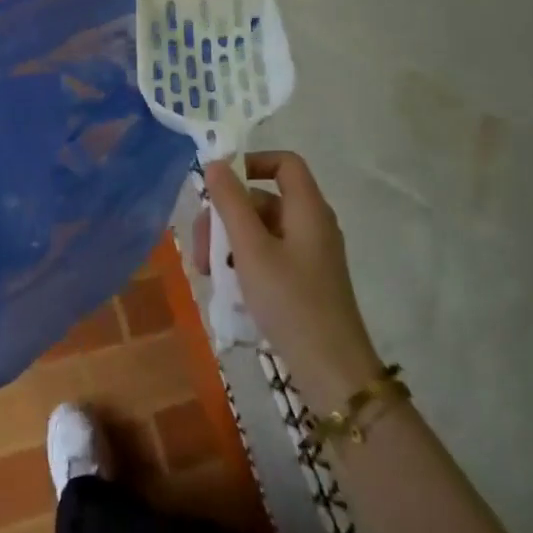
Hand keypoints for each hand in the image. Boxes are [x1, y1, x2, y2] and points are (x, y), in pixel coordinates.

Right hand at [201, 152, 380, 406]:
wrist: (331, 369)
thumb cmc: (290, 301)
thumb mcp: (251, 249)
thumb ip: (231, 203)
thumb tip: (215, 163)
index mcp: (307, 208)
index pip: (284, 163)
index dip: (251, 163)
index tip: (218, 184)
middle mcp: (312, 223)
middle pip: (264, 199)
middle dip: (226, 215)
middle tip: (201, 245)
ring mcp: (310, 253)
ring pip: (261, 229)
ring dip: (230, 242)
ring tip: (208, 272)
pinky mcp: (305, 279)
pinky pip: (269, 253)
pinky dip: (245, 261)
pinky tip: (227, 286)